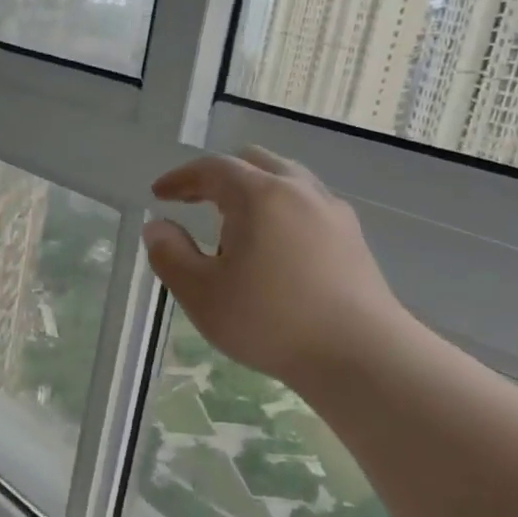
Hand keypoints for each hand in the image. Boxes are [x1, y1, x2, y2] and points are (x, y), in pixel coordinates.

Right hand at [143, 148, 414, 390]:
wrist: (359, 354)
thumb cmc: (270, 321)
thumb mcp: (201, 294)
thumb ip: (170, 255)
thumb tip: (158, 227)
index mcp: (259, 195)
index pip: (213, 169)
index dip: (181, 178)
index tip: (159, 194)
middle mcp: (299, 190)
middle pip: (254, 163)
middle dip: (219, 177)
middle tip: (195, 200)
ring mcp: (332, 212)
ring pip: (287, 181)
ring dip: (254, 192)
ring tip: (235, 228)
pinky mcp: (353, 238)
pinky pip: (308, 205)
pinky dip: (281, 210)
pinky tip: (275, 248)